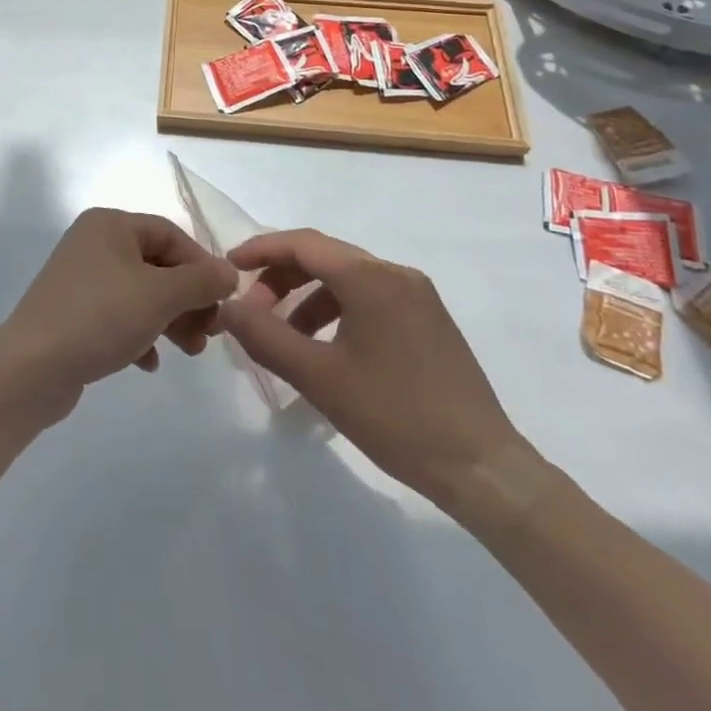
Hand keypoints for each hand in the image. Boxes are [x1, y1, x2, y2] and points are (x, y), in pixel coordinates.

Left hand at [0, 208, 238, 409]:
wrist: (32, 367)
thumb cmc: (101, 316)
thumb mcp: (160, 296)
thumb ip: (201, 281)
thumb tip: (230, 273)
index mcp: (109, 225)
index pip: (170, 234)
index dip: (202, 265)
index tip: (223, 299)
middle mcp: (93, 243)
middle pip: (156, 265)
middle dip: (188, 299)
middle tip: (211, 332)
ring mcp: (80, 279)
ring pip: (140, 293)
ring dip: (170, 320)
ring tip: (191, 351)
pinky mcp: (73, 313)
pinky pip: (118, 316)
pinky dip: (140, 334)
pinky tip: (149, 363)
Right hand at [219, 229, 538, 517]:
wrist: (482, 467)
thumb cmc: (395, 417)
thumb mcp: (319, 378)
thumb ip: (266, 337)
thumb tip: (228, 307)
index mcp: (370, 277)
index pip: (303, 243)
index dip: (261, 250)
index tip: (228, 267)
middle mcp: (395, 274)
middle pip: (324, 257)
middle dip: (281, 278)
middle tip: (252, 311)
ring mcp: (417, 296)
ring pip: (347, 279)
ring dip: (307, 298)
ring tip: (284, 337)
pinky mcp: (428, 320)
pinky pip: (369, 298)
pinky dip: (336, 311)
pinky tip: (325, 349)